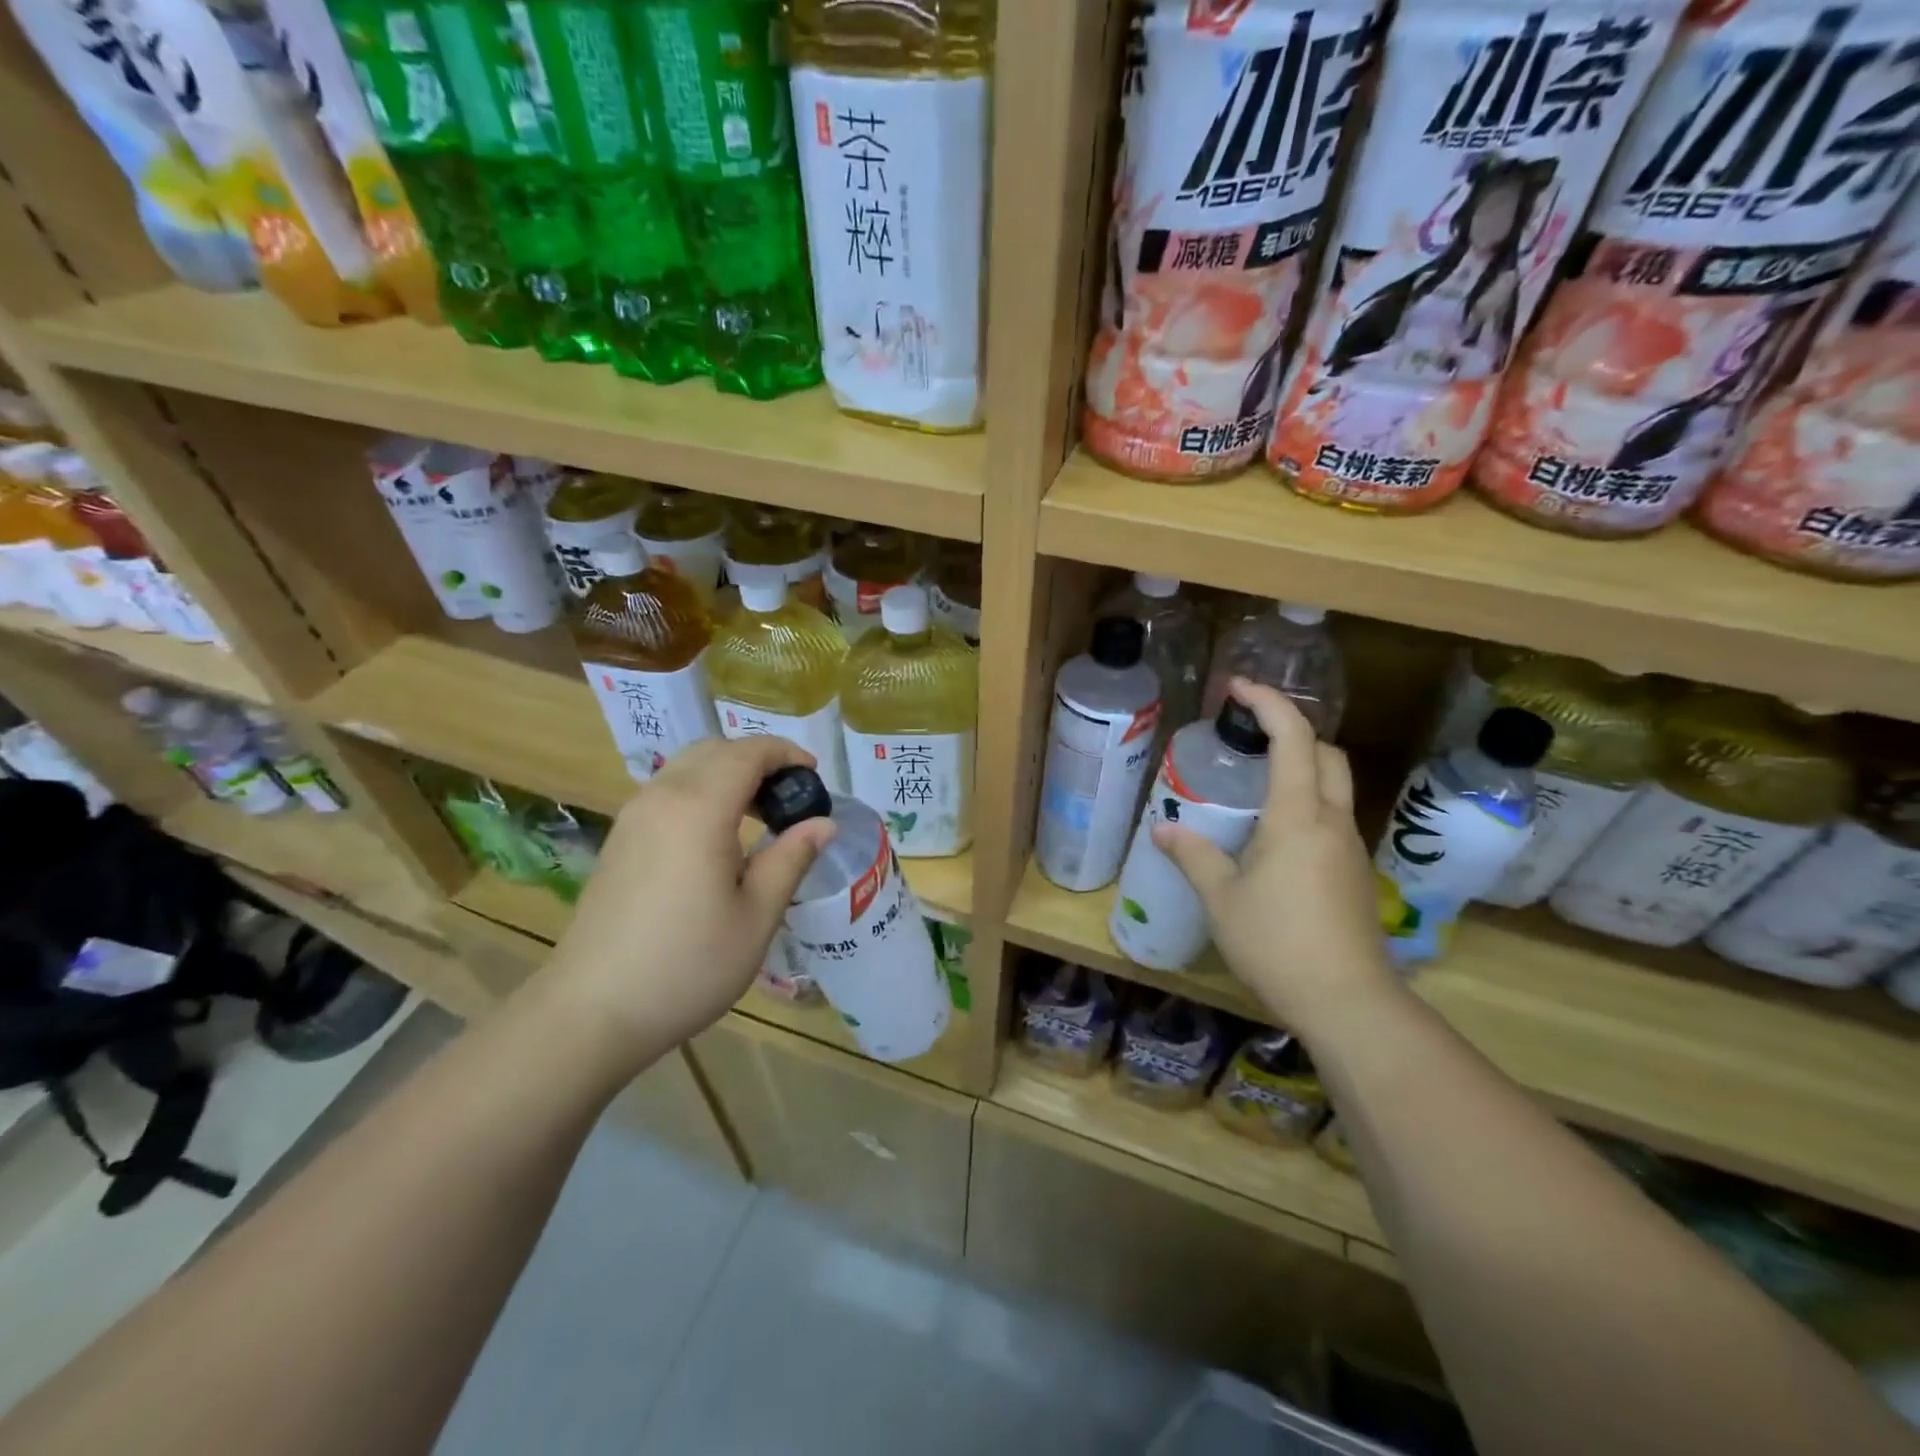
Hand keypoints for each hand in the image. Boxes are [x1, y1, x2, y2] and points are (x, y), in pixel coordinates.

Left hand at [537, 736, 834, 1075]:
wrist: (592, 1011)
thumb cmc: (688, 965)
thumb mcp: (757, 915)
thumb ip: (791, 858)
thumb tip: (824, 823)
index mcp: (699, 809)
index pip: (747, 753)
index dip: (785, 754)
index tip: (813, 777)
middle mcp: (661, 798)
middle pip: (714, 750)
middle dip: (757, 760)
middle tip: (790, 797)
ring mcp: (633, 817)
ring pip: (686, 767)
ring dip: (727, 774)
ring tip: (759, 815)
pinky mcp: (619, 840)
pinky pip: (666, 791)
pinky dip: (701, 791)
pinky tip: (717, 836)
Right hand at [1152, 679, 1400, 1040]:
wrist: (1346, 1000)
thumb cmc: (1277, 942)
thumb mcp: (1221, 898)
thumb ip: (1193, 856)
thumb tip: (1162, 831)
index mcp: (1298, 816)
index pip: (1293, 738)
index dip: (1268, 703)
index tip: (1238, 688)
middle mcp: (1332, 821)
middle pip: (1326, 753)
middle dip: (1292, 730)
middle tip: (1249, 734)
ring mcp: (1350, 847)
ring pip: (1335, 785)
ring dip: (1302, 766)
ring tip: (1256, 780)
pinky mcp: (1355, 873)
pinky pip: (1333, 817)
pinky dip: (1308, 801)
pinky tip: (1275, 833)